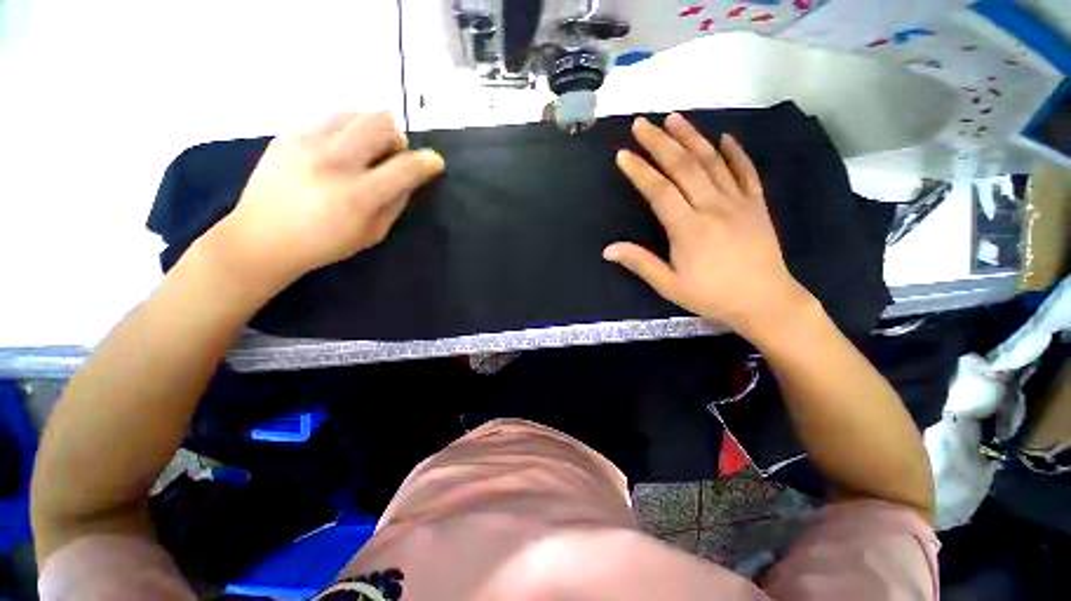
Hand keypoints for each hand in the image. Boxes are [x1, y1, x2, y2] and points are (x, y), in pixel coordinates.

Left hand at [206, 112, 443, 293]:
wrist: (261, 238)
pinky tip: (338, 153)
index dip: (428, 162)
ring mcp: (307, 142)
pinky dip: (347, 133)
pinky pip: (331, 120)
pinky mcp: (289, 134)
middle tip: (395, 154)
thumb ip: (396, 202)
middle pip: (381, 123)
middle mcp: (333, 161)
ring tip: (368, 150)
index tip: (435, 162)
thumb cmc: (324, 244)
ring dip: (373, 129)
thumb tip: (411, 177)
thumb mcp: (373, 233)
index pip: (405, 167)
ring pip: (356, 113)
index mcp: (357, 195)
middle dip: (398, 137)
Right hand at [604, 113, 813, 340]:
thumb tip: (608, 250)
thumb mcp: (669, 285)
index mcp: (688, 228)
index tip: (623, 154)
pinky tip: (725, 137)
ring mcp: (738, 202)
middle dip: (660, 143)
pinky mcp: (756, 204)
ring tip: (674, 118)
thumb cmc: (712, 296)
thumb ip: (639, 263)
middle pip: (684, 167)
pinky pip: (746, 171)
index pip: (658, 191)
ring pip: (712, 162)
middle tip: (642, 123)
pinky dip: (735, 152)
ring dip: (692, 138)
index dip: (639, 171)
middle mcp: (712, 207)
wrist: (765, 302)